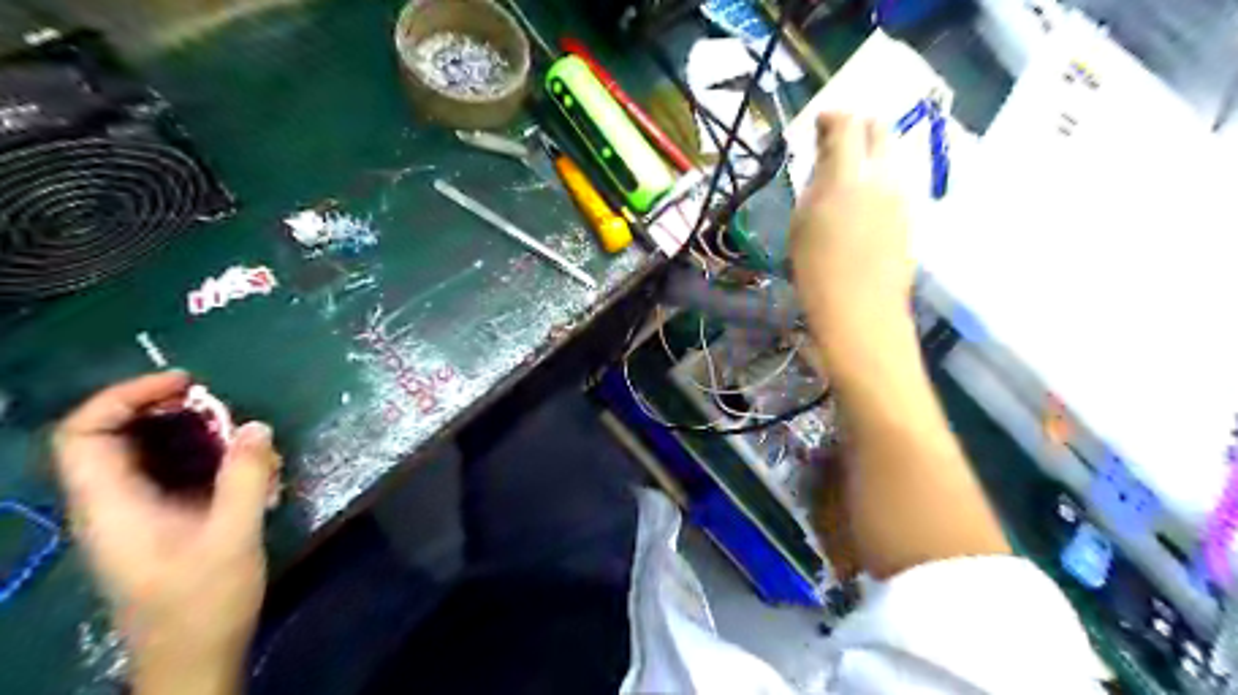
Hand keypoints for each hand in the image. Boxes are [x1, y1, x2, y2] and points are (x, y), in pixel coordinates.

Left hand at [51, 371, 279, 693]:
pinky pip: (170, 472)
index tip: (185, 384)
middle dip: (160, 408)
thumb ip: (246, 479)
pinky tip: (244, 465)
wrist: (194, 657)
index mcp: (111, 506)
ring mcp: (134, 515)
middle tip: (214, 399)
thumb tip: (256, 426)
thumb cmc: (204, 602)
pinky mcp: (160, 522)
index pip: (84, 434)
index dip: (124, 397)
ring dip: (188, 431)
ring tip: (238, 430)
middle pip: (110, 436)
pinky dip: (203, 455)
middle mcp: (111, 505)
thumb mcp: (233, 537)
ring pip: (144, 453)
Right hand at [789, 112, 911, 328]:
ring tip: (849, 172)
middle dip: (859, 127)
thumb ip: (815, 184)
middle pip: (880, 130)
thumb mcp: (802, 223)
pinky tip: (863, 201)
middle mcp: (883, 177)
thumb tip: (825, 163)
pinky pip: (895, 182)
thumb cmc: (817, 270)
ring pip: (892, 156)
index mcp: (848, 176)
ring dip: (871, 154)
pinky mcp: (910, 215)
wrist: (861, 310)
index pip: (848, 125)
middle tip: (838, 141)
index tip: (820, 123)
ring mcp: (902, 195)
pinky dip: (879, 178)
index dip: (832, 117)